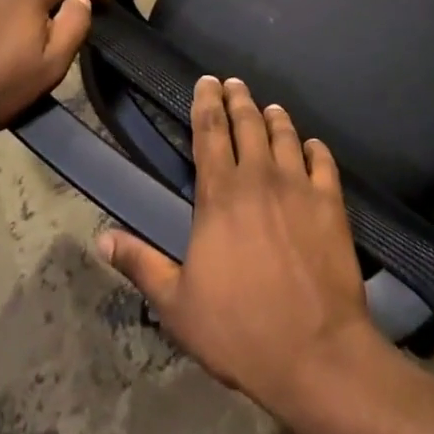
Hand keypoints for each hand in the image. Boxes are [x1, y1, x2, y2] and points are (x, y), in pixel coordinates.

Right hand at [97, 76, 380, 417]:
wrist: (315, 352)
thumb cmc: (239, 330)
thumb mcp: (177, 305)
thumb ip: (142, 264)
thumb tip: (101, 238)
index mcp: (220, 194)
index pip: (209, 130)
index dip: (205, 102)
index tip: (205, 82)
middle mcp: (259, 176)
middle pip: (247, 122)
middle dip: (237, 98)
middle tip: (232, 84)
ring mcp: (299, 186)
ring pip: (285, 134)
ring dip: (274, 117)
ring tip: (268, 108)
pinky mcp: (331, 202)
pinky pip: (322, 161)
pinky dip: (314, 148)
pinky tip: (311, 146)